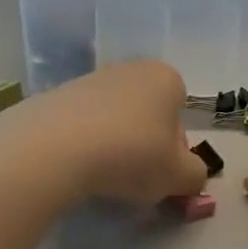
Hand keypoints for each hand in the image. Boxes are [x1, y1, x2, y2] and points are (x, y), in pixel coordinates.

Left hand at [0, 61, 207, 205]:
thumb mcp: (179, 176)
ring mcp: (86, 81)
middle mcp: (127, 69)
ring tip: (102, 177)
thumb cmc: (131, 155)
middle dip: (145, 143)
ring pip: (112, 119)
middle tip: (136, 178)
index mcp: (164, 78)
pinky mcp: (52, 98)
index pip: (180, 108)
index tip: (164, 170)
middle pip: (146, 112)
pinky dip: (81, 146)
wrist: (53, 149)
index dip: (177, 143)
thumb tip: (190, 176)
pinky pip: (78, 126)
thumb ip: (195, 175)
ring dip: (112, 145)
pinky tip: (74, 170)